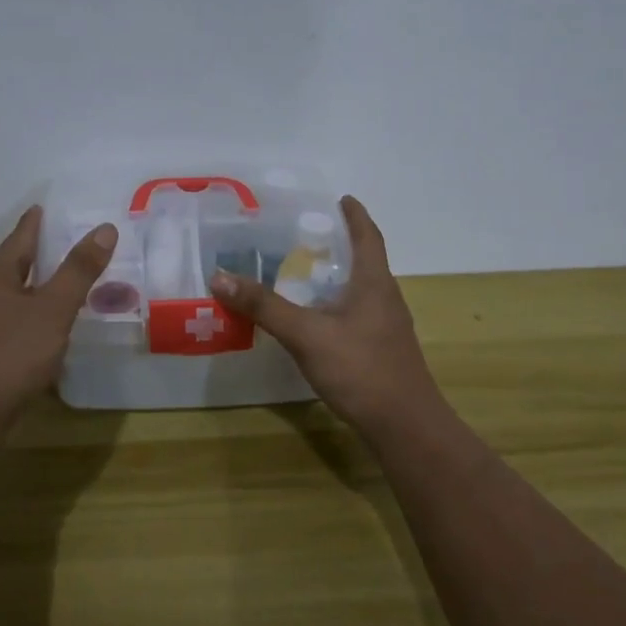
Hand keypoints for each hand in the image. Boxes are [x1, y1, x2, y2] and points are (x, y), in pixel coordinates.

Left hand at [0, 206, 116, 430]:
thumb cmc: (10, 355)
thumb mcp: (53, 310)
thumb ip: (79, 270)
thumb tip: (105, 228)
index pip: (23, 233)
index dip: (42, 219)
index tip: (60, 207)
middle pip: (18, 261)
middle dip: (46, 252)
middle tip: (80, 244)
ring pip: (16, 291)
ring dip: (42, 285)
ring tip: (73, 282)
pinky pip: (14, 317)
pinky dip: (35, 312)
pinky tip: (52, 324)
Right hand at [210, 196, 444, 434]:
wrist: (404, 426)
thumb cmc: (361, 369)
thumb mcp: (306, 335)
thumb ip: (265, 306)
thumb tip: (220, 276)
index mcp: (374, 283)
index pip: (368, 236)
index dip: (356, 216)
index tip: (342, 199)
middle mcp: (386, 299)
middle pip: (366, 261)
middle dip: (341, 244)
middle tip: (308, 235)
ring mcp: (388, 327)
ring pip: (361, 290)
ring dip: (338, 277)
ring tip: (306, 273)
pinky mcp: (383, 351)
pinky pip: (358, 315)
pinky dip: (337, 305)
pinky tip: (317, 320)